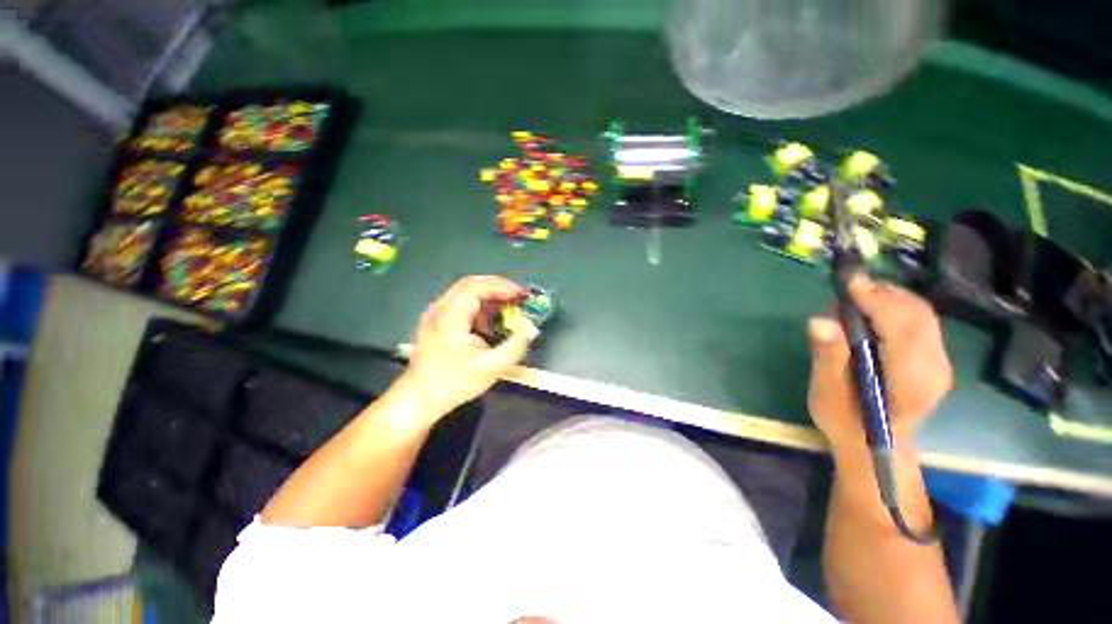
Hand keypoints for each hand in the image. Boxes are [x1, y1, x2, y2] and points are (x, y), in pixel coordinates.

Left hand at [396, 276, 537, 418]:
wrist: (422, 398)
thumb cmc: (455, 383)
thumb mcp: (492, 368)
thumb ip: (515, 346)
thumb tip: (531, 329)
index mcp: (449, 318)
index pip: (476, 288)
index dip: (501, 287)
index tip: (520, 294)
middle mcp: (439, 310)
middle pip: (470, 284)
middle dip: (497, 287)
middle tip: (518, 295)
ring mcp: (436, 314)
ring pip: (465, 292)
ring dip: (489, 295)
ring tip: (508, 305)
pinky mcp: (437, 320)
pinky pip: (461, 302)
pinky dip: (479, 304)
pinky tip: (491, 317)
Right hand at [807, 275, 953, 451]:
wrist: (874, 444)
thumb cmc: (845, 421)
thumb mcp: (827, 394)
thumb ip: (828, 357)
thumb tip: (820, 321)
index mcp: (910, 382)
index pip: (902, 329)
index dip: (877, 302)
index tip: (847, 282)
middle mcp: (935, 369)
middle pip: (917, 316)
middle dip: (882, 294)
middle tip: (845, 288)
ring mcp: (940, 362)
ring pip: (921, 314)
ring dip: (888, 297)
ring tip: (853, 298)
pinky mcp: (935, 357)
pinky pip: (920, 320)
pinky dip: (895, 306)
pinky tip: (870, 311)